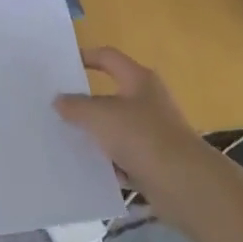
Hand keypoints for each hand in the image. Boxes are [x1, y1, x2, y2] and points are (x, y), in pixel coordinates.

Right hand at [55, 47, 207, 200]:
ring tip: (66, 139)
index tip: (61, 65)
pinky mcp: (155, 161)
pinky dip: (109, 162)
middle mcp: (148, 101)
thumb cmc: (142, 136)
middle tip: (56, 106)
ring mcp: (153, 132)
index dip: (85, 56)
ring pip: (115, 128)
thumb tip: (59, 100)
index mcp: (138, 80)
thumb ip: (75, 105)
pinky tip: (89, 168)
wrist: (186, 185)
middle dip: (85, 102)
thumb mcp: (99, 116)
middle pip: (110, 95)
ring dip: (95, 134)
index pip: (107, 57)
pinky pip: (124, 156)